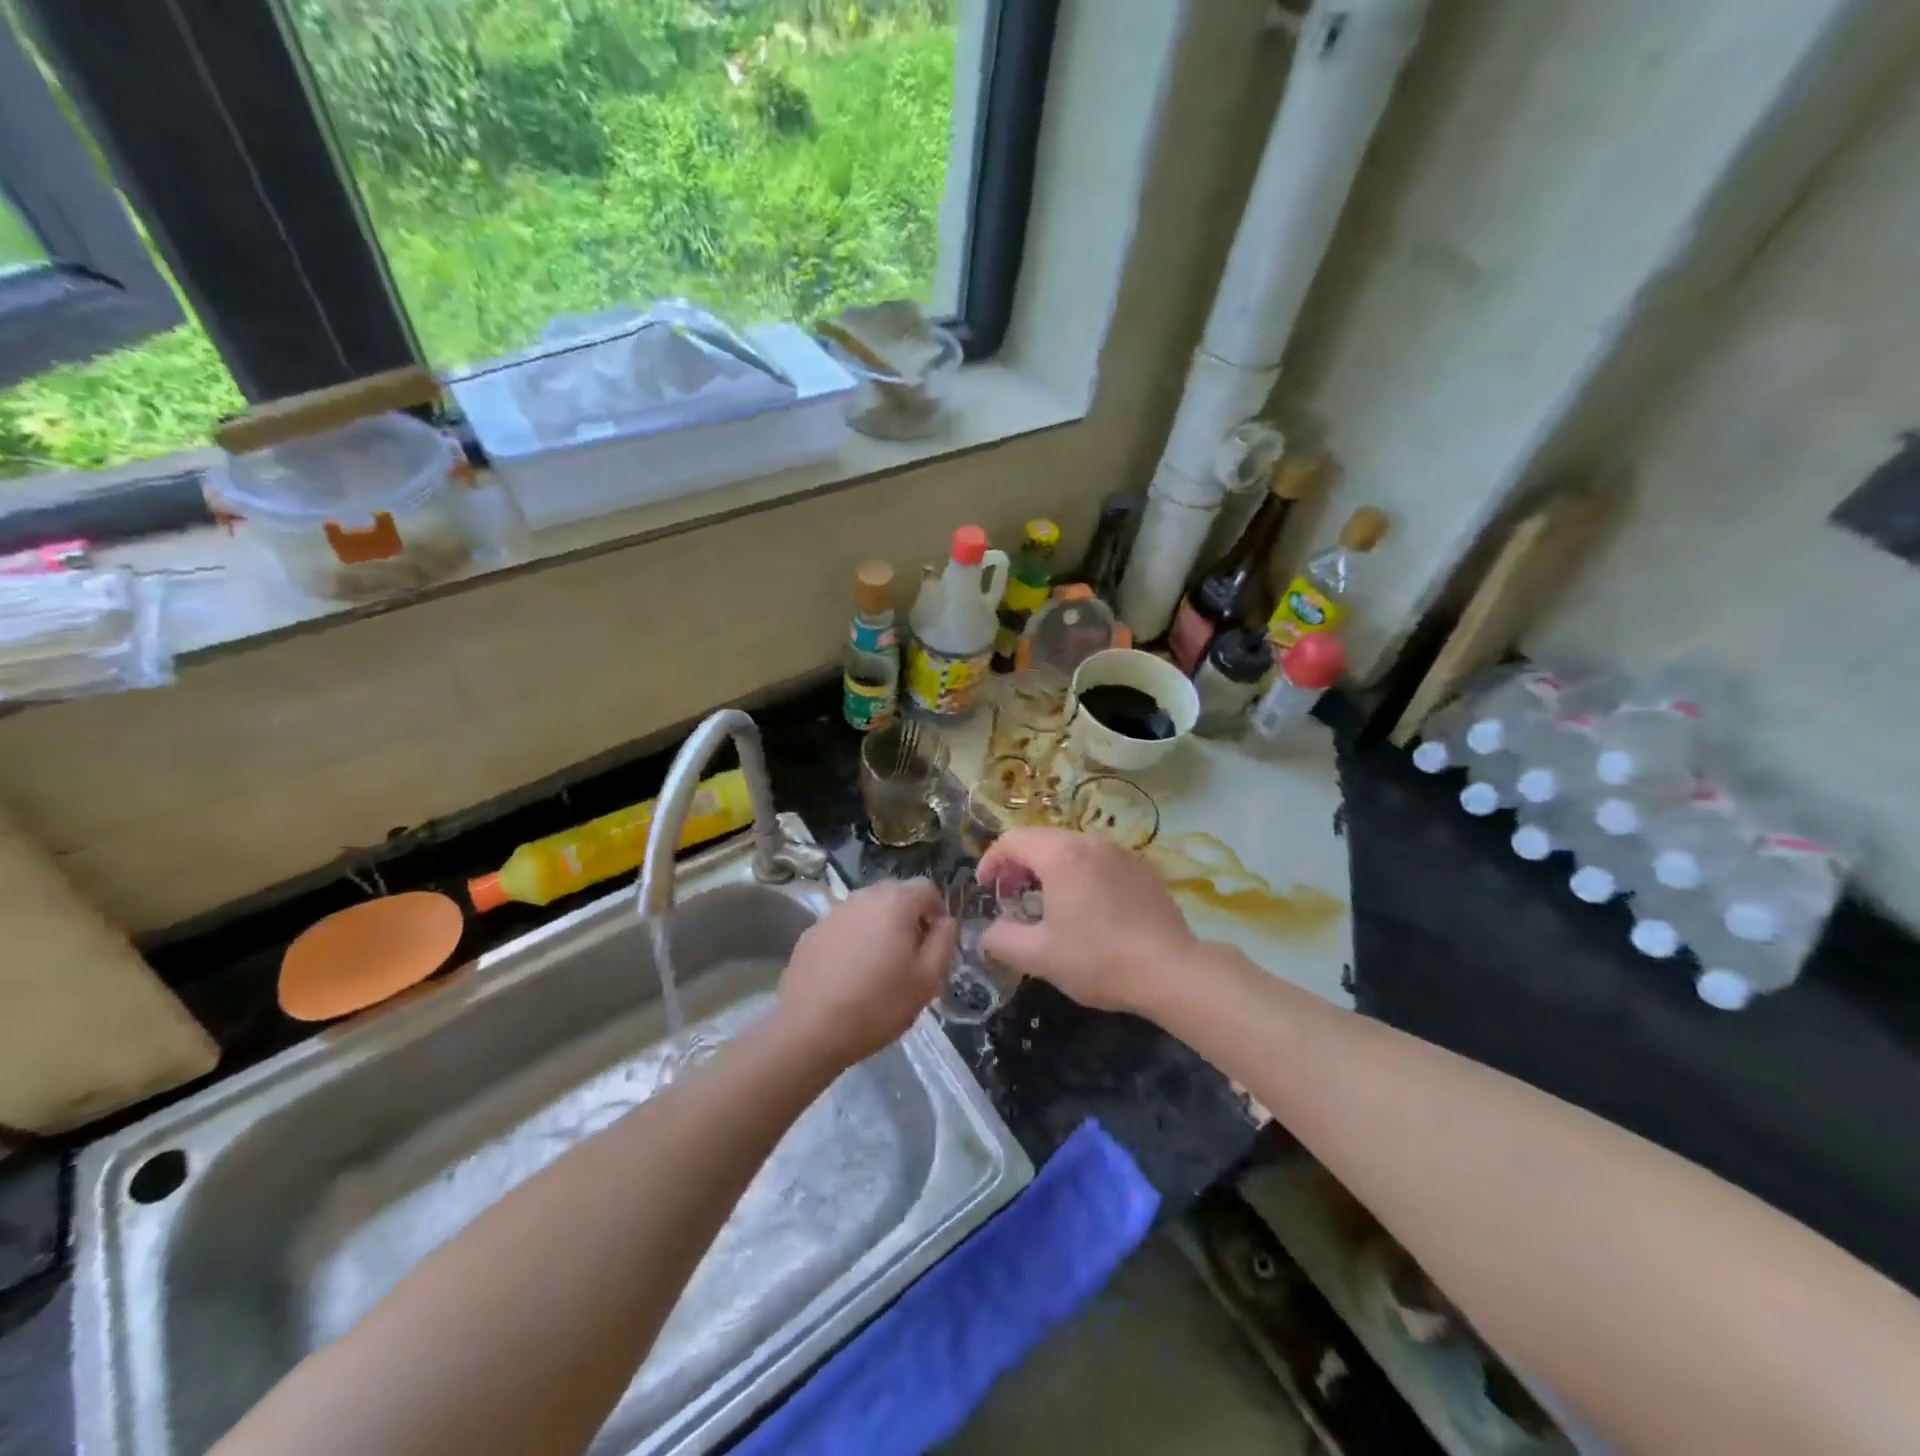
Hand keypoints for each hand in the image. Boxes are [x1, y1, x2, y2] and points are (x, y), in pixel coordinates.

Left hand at [776, 878, 953, 1067]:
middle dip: (909, 916)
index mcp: (895, 903)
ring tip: (880, 964)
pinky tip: (850, 972)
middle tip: (911, 954)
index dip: (938, 910)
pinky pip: (845, 925)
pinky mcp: (812, 931)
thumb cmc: (877, 1005)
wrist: (809, 1029)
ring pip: (868, 909)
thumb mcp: (927, 980)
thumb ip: (944, 941)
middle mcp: (863, 897)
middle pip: (896, 894)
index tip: (936, 941)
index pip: (927, 888)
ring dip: (881, 926)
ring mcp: (833, 912)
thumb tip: (946, 920)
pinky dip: (855, 938)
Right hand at [977, 827, 1194, 1013]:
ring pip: (1071, 847)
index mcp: (1060, 855)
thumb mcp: (1038, 957)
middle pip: (1041, 838)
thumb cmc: (1098, 959)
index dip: (991, 860)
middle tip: (1011, 895)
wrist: (1170, 969)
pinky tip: (1085, 907)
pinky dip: (1079, 872)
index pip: (1013, 840)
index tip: (985, 887)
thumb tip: (986, 934)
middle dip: (1018, 863)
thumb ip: (1001, 940)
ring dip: (1048, 866)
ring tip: (1045, 901)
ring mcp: (1119, 853)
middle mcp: (1089, 843)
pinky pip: (1098, 859)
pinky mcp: (1141, 868)